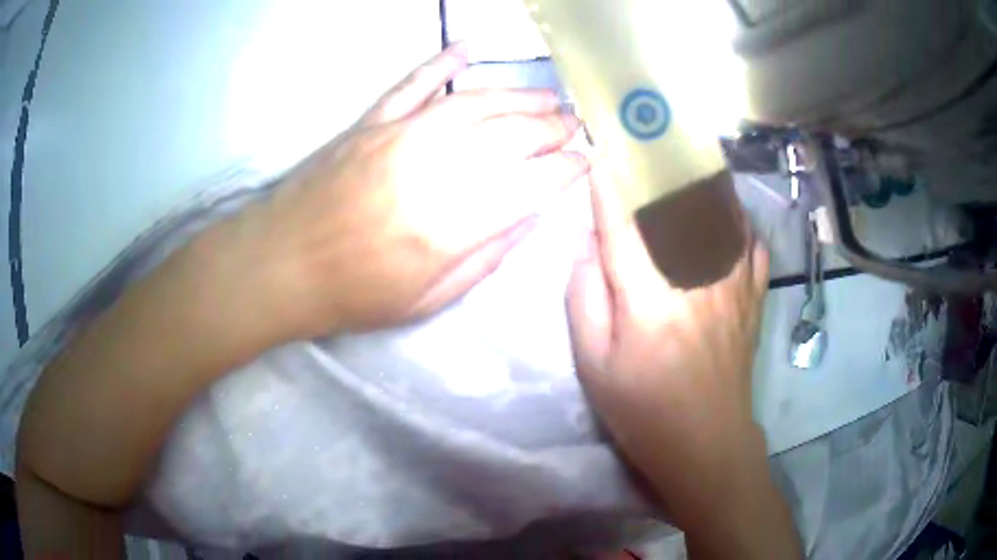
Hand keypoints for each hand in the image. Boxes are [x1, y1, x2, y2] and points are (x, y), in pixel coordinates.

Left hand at [236, 44, 587, 337]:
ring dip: (518, 95)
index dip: (567, 170)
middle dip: (552, 129)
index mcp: (452, 225)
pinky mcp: (371, 121)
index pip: (532, 184)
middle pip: (511, 135)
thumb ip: (487, 256)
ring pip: (475, 102)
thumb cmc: (355, 294)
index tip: (587, 161)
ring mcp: (399, 135)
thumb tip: (531, 214)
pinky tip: (469, 47)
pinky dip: (442, 61)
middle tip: (575, 126)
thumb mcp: (429, 299)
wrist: (281, 265)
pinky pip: (414, 81)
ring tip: (548, 97)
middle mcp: (433, 168)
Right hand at [566, 167, 769, 519]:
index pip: (625, 216)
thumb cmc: (643, 409)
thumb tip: (591, 244)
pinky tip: (726, 211)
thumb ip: (585, 296)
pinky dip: (738, 218)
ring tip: (686, 151)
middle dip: (657, 160)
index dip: (610, 177)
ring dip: (701, 177)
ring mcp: (734, 282)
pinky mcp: (753, 296)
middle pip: (679, 200)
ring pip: (721, 210)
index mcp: (650, 294)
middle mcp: (698, 275)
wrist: (707, 442)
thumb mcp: (594, 364)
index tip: (600, 145)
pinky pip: (752, 241)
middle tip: (644, 133)